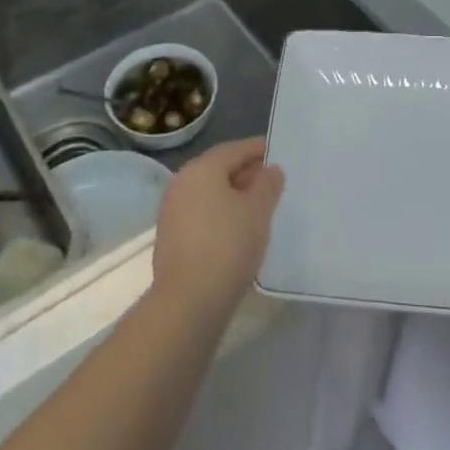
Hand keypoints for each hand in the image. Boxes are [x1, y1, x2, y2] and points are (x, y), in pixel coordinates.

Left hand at [152, 138, 284, 318]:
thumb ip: (267, 184)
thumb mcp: (258, 210)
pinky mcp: (171, 237)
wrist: (189, 301)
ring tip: (260, 206)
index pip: (234, 149)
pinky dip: (221, 214)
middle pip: (219, 169)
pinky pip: (202, 214)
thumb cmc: (228, 245)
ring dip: (233, 195)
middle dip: (246, 172)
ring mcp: (172, 211)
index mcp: (201, 169)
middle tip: (273, 180)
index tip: (278, 152)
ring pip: (209, 193)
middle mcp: (182, 183)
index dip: (258, 149)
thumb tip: (270, 169)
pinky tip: (239, 229)